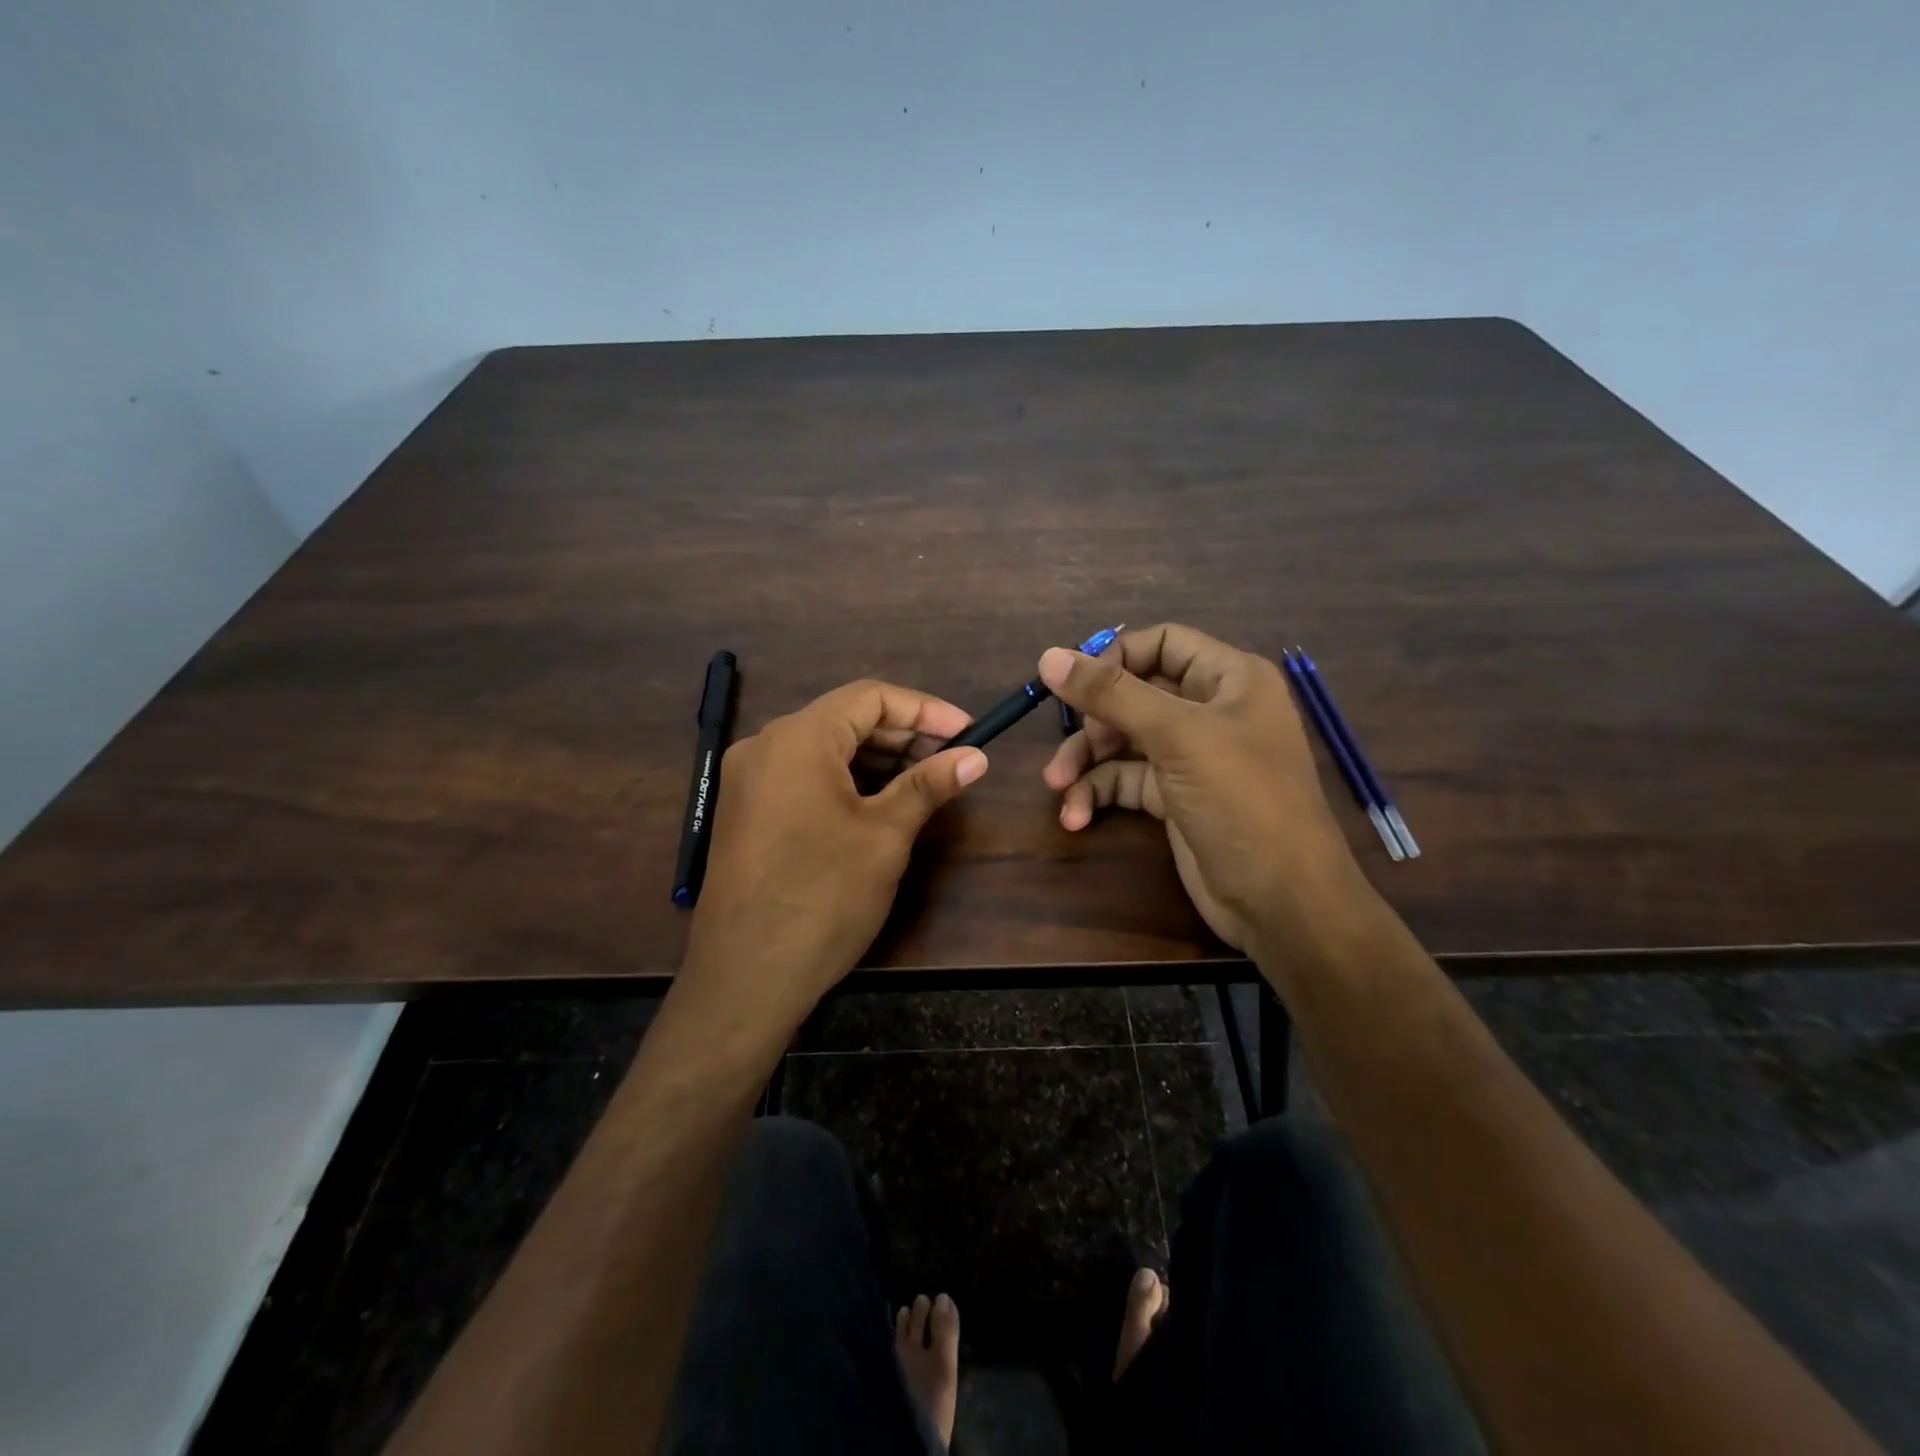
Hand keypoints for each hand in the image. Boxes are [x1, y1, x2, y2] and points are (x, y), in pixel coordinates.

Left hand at [682, 680, 988, 1032]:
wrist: (746, 977)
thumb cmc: (824, 897)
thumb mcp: (885, 836)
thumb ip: (928, 785)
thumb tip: (976, 756)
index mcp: (798, 738)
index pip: (870, 697)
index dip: (925, 709)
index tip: (967, 732)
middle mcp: (765, 746)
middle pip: (844, 718)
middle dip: (903, 734)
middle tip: (952, 758)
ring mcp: (748, 780)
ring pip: (824, 748)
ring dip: (876, 758)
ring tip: (924, 781)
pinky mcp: (745, 812)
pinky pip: (802, 776)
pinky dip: (845, 779)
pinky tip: (879, 802)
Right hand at [1040, 625, 1366, 953]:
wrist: (1281, 902)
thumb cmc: (1243, 801)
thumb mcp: (1178, 738)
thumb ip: (1112, 695)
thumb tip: (1048, 656)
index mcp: (1230, 679)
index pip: (1163, 643)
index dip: (1116, 657)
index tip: (1075, 682)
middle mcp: (1211, 711)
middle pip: (1135, 694)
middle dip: (1094, 718)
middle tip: (1071, 741)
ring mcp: (1191, 757)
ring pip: (1123, 740)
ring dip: (1086, 760)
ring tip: (1057, 784)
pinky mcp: (1174, 798)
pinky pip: (1125, 780)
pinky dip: (1097, 793)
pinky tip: (1076, 816)